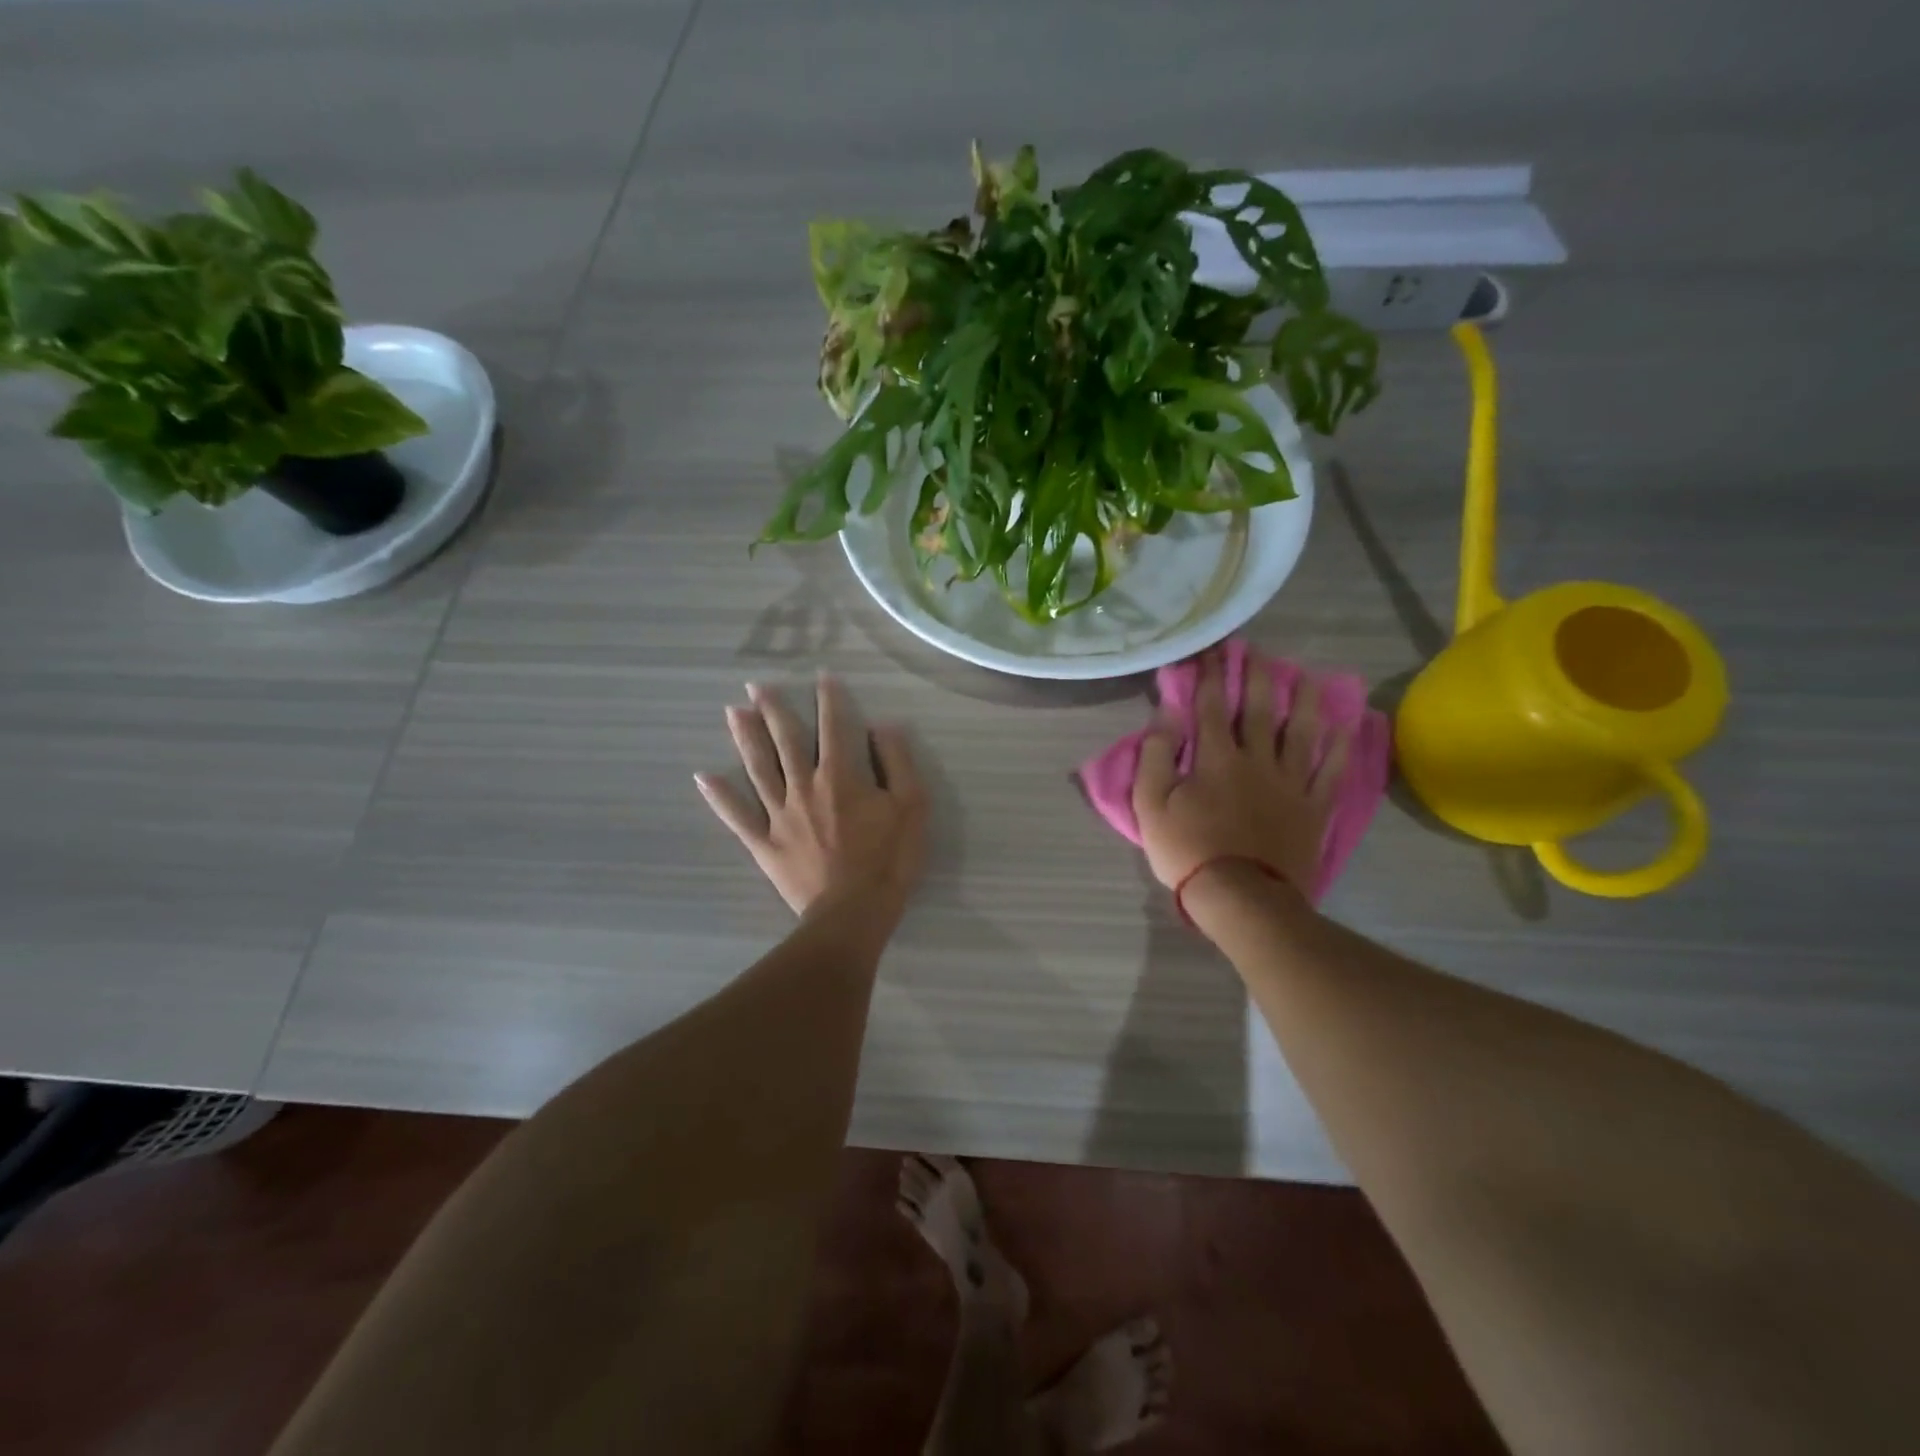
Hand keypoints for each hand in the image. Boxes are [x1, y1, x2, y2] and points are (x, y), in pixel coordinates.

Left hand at [696, 675, 926, 920]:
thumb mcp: (912, 807)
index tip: (821, 676)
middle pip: (786, 740)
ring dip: (745, 738)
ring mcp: (779, 815)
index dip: (829, 698)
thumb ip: (897, 762)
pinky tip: (703, 776)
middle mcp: (804, 786)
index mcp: (840, 776)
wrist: (854, 913)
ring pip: (758, 768)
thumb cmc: (888, 860)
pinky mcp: (764, 843)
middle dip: (772, 709)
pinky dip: (720, 796)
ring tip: (733, 711)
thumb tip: (882, 726)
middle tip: (755, 685)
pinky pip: (737, 817)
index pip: (834, 727)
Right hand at [1132, 652, 1351, 904]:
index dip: (1210, 674)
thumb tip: (1166, 715)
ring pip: (1301, 731)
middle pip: (1259, 709)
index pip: (1211, 705)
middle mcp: (1256, 760)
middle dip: (1256, 675)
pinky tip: (1345, 725)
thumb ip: (1156, 756)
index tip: (1211, 649)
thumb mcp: (1150, 805)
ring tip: (1305, 675)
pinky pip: (1331, 771)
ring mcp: (1290, 783)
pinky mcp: (1313, 807)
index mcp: (1215, 758)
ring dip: (1303, 700)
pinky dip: (1340, 746)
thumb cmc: (1188, 850)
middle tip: (1257, 650)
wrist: (1241, 898)